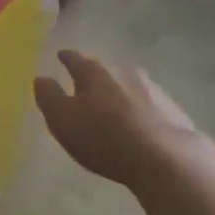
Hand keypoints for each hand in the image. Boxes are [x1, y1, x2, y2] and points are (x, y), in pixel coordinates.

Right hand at [33, 50, 206, 190]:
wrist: (167, 159)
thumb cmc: (105, 138)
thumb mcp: (64, 121)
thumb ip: (49, 97)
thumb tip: (41, 78)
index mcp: (93, 71)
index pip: (74, 58)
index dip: (66, 57)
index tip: (60, 56)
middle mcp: (123, 71)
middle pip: (103, 70)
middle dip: (94, 78)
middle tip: (85, 89)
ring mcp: (152, 88)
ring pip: (128, 86)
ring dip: (119, 94)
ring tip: (113, 110)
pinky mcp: (173, 109)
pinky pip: (149, 105)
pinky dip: (141, 112)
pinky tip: (140, 127)